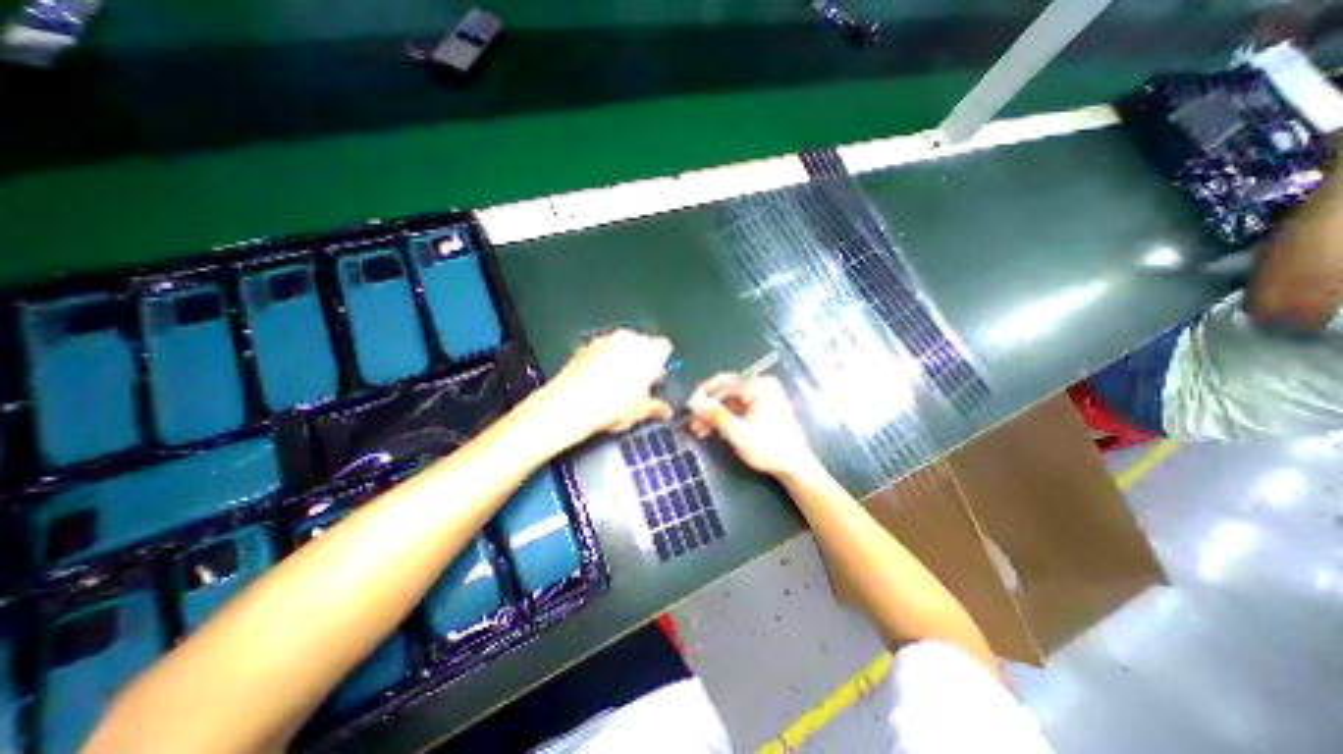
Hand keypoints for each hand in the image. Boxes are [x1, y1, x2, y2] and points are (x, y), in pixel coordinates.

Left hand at [542, 326, 676, 439]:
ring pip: (620, 345)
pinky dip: (603, 360)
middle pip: (642, 343)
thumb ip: (656, 407)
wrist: (569, 405)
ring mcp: (605, 339)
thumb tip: (665, 411)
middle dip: (642, 359)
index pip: (664, 348)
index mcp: (650, 350)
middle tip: (638, 383)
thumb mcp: (640, 411)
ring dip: (621, 358)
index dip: (662, 363)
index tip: (656, 379)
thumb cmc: (614, 406)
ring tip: (616, 383)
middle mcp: (629, 338)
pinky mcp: (584, 346)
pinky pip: (601, 350)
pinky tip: (597, 381)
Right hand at [685, 374, 825, 479]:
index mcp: (759, 386)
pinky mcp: (758, 407)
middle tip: (693, 424)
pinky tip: (712, 431)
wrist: (794, 467)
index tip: (689, 409)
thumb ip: (716, 415)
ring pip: (727, 401)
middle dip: (708, 408)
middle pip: (725, 391)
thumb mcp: (739, 433)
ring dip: (713, 415)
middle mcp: (760, 385)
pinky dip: (723, 418)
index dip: (704, 394)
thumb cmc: (770, 449)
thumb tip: (693, 402)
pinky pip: (734, 408)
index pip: (724, 382)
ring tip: (700, 431)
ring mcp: (759, 396)